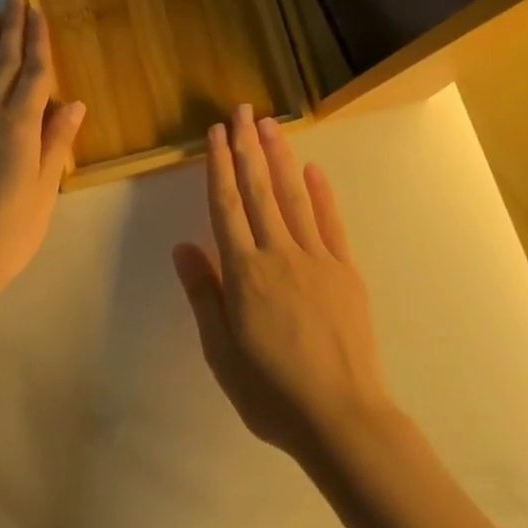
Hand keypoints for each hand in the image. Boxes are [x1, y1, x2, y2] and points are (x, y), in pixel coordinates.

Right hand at [172, 105, 392, 461]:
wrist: (341, 417)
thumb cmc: (270, 390)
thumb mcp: (221, 351)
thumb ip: (204, 294)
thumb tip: (183, 246)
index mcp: (244, 272)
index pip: (226, 206)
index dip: (220, 166)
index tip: (216, 133)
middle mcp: (278, 253)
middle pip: (258, 190)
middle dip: (248, 147)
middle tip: (242, 111)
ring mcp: (316, 258)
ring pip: (293, 196)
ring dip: (279, 157)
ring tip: (270, 124)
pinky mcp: (344, 269)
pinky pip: (330, 223)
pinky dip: (321, 193)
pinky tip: (312, 169)